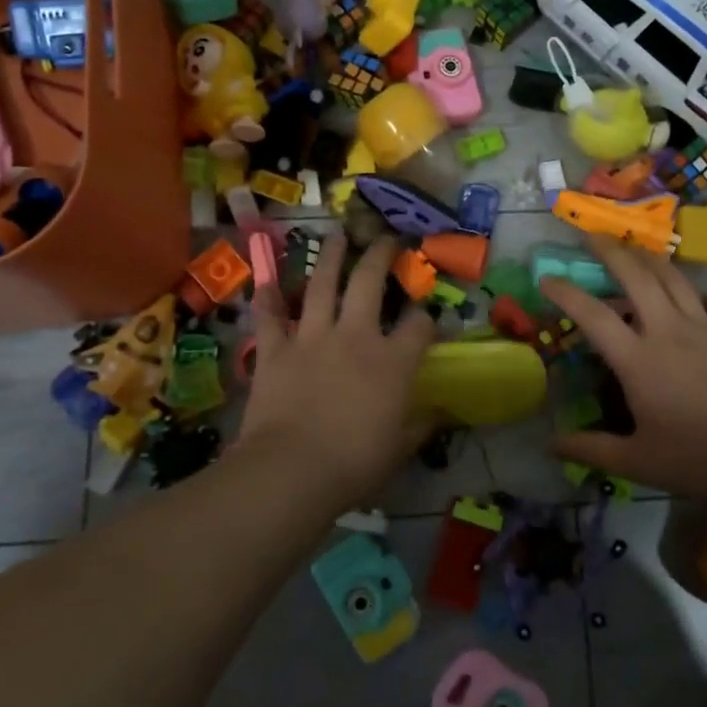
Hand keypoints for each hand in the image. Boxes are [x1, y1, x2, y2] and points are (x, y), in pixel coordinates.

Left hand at [238, 234, 436, 506]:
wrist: (292, 471)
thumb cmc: (355, 464)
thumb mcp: (400, 449)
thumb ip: (421, 426)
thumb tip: (440, 413)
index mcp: (392, 361)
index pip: (418, 326)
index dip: (426, 317)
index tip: (426, 316)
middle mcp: (355, 336)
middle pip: (369, 282)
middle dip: (380, 255)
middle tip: (385, 237)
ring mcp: (312, 338)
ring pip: (321, 285)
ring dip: (329, 257)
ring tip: (336, 235)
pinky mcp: (275, 350)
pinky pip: (270, 317)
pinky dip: (267, 299)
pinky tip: (267, 280)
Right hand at [540, 238, 706, 500]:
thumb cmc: (699, 456)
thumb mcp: (637, 462)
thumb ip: (591, 450)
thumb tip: (550, 445)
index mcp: (638, 359)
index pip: (593, 316)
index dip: (566, 294)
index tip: (546, 279)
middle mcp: (668, 331)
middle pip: (636, 277)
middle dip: (611, 251)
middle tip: (592, 235)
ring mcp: (706, 328)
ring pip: (674, 279)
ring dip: (650, 259)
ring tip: (636, 248)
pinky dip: (698, 293)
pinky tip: (696, 295)